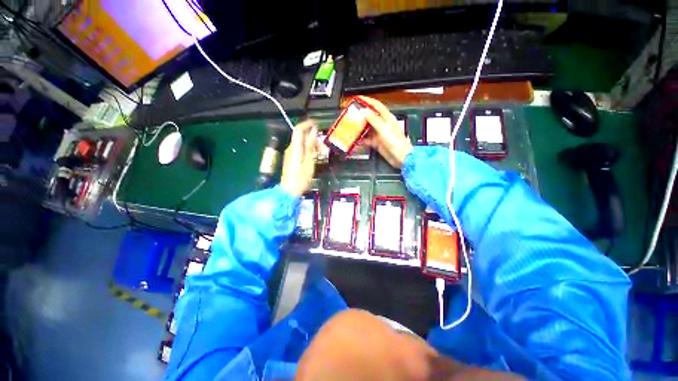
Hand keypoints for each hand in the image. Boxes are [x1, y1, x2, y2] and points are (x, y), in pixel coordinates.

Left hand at [281, 120, 317, 196]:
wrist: (290, 191)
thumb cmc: (301, 178)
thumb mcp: (309, 161)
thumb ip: (310, 145)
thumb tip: (313, 131)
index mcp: (295, 148)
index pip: (298, 130)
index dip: (306, 124)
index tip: (316, 123)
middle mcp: (291, 149)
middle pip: (300, 136)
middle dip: (311, 137)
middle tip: (322, 144)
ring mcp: (290, 154)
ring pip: (300, 143)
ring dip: (310, 144)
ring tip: (320, 152)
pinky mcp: (291, 160)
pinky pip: (300, 150)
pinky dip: (307, 150)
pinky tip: (314, 157)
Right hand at [358, 96, 412, 167]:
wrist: (400, 157)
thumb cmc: (396, 142)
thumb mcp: (384, 129)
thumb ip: (374, 119)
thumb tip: (364, 111)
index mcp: (387, 118)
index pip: (376, 105)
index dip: (367, 101)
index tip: (358, 98)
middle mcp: (383, 124)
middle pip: (370, 116)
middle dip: (361, 114)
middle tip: (351, 114)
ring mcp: (379, 134)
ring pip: (367, 127)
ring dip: (360, 127)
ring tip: (351, 126)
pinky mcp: (377, 142)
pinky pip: (367, 139)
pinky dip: (361, 139)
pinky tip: (356, 139)